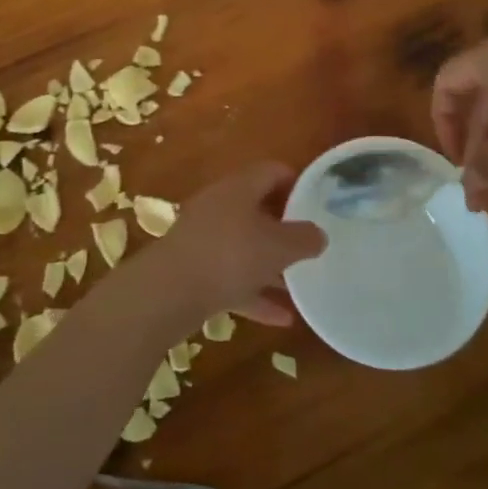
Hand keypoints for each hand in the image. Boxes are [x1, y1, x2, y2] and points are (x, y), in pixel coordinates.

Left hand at [141, 162, 327, 328]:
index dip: (297, 182)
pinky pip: (231, 277)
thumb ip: (303, 238)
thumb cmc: (229, 256)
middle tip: (310, 242)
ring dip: (270, 263)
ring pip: (244, 246)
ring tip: (301, 281)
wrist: (168, 293)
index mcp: (239, 188)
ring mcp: (203, 238)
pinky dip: (255, 293)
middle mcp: (219, 206)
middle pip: (257, 208)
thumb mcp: (278, 247)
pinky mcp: (194, 270)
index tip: (318, 201)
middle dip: (284, 226)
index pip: (272, 171)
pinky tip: (282, 317)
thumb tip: (319, 233)